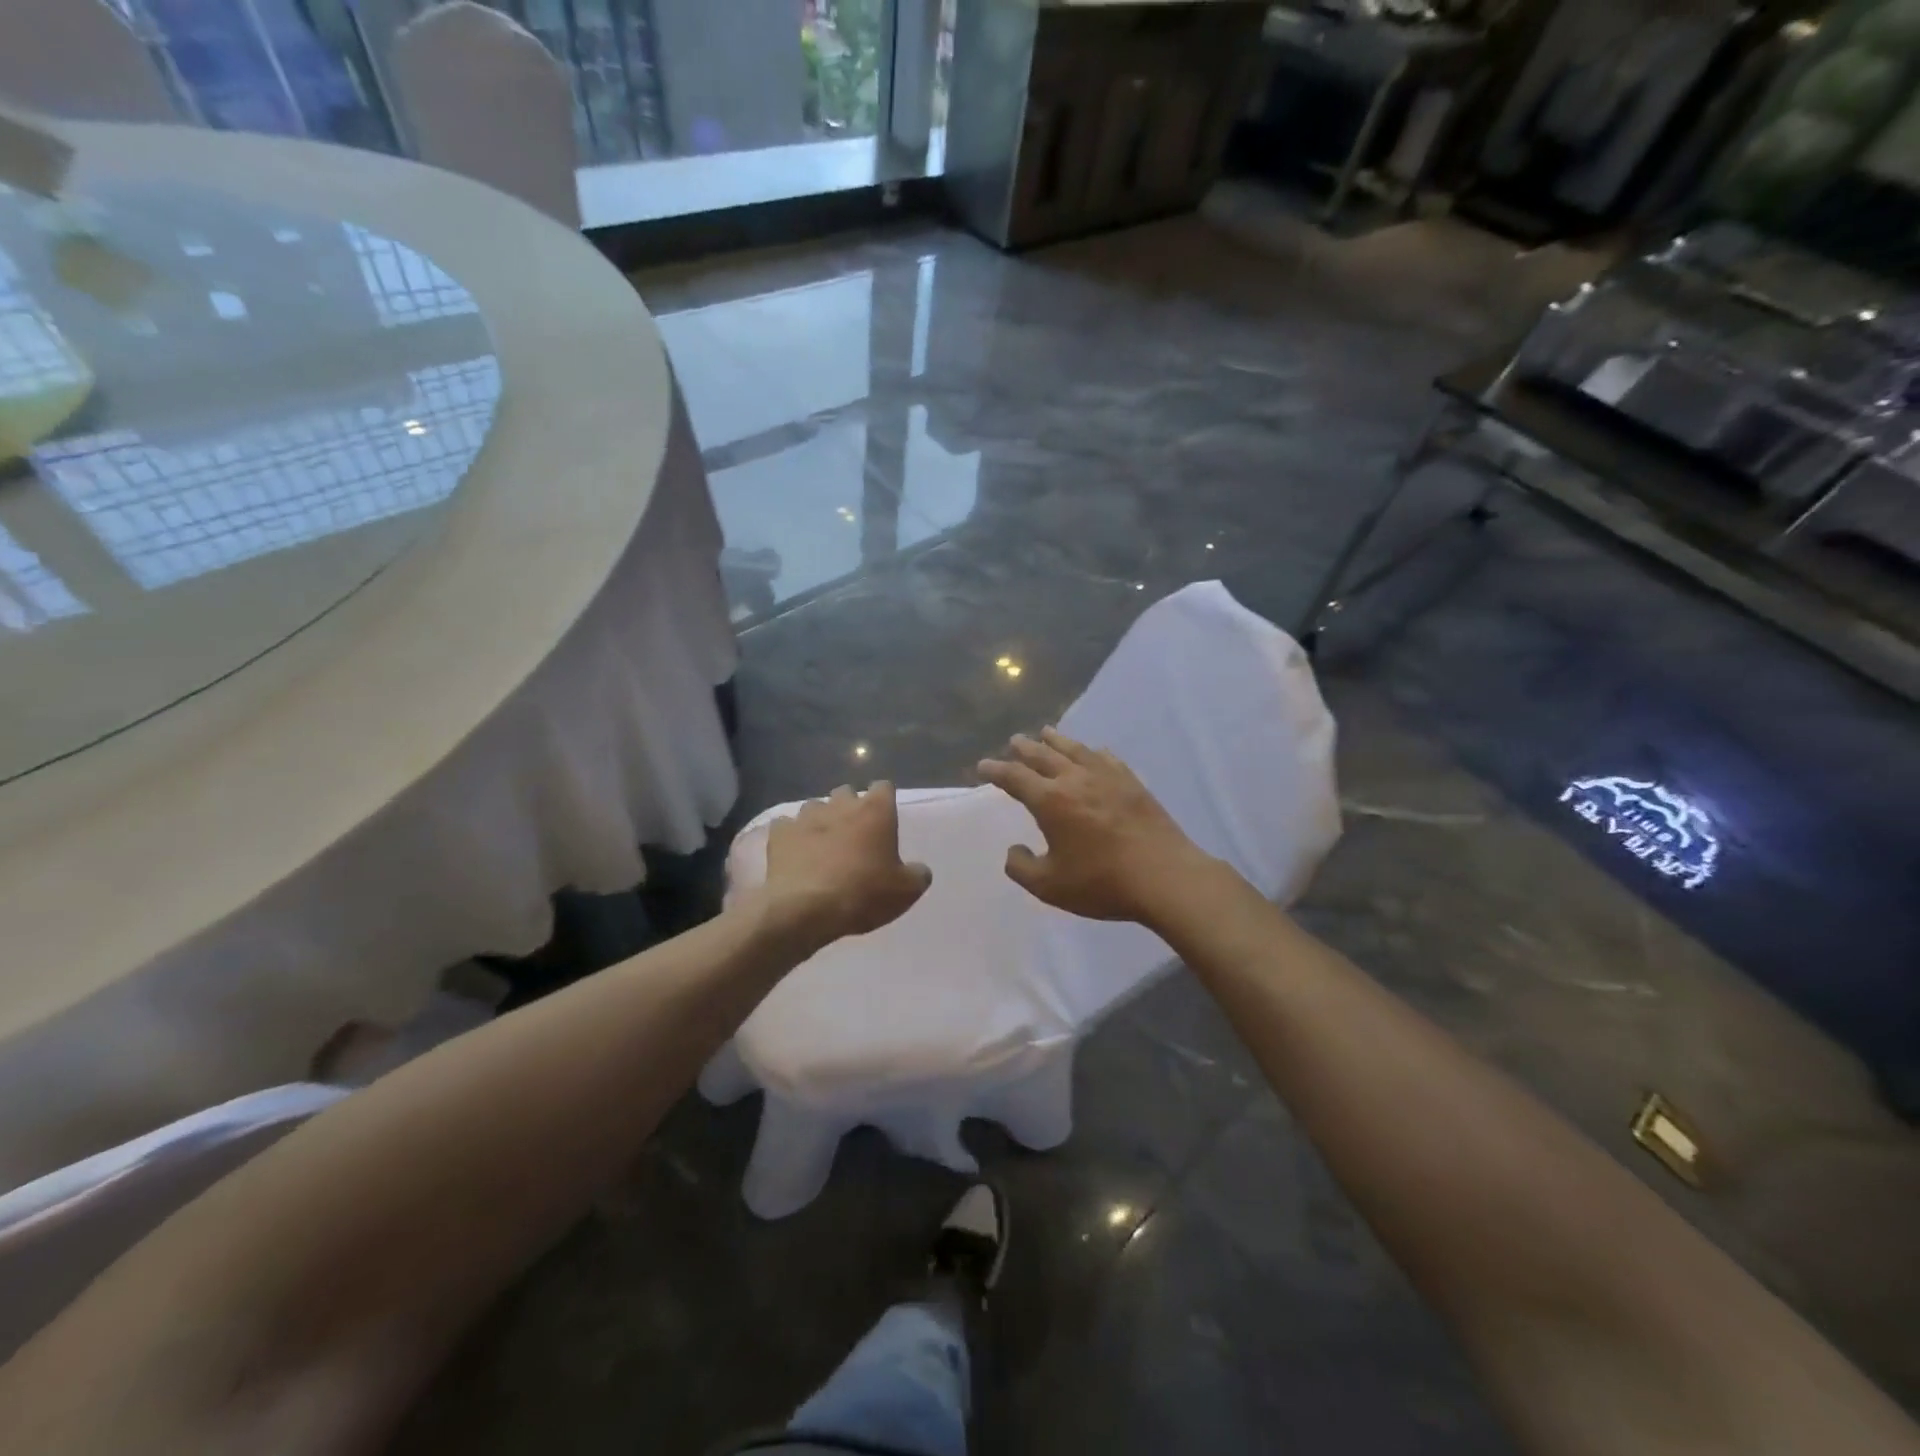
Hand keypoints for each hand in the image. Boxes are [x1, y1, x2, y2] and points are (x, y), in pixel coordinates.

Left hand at [760, 783, 931, 948]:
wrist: (806, 909)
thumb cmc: (864, 893)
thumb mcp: (905, 891)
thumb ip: (917, 875)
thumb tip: (919, 870)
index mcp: (875, 811)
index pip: (884, 787)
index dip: (884, 800)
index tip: (884, 818)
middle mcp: (840, 805)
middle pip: (847, 793)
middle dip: (850, 807)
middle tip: (854, 834)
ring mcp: (806, 817)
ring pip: (815, 806)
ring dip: (820, 820)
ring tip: (822, 844)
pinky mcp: (779, 834)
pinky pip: (786, 826)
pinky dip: (791, 835)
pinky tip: (795, 853)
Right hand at [978, 728, 1213, 924]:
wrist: (1164, 877)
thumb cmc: (1102, 883)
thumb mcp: (1049, 886)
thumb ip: (1022, 868)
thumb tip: (1014, 850)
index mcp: (1050, 801)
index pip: (1015, 777)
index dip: (996, 770)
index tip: (983, 765)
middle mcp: (1075, 780)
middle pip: (1044, 756)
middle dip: (1025, 748)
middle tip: (1014, 741)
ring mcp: (1107, 778)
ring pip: (1076, 750)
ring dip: (1057, 740)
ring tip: (1047, 732)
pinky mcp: (1133, 783)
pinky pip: (1108, 759)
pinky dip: (1094, 752)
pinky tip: (1095, 751)